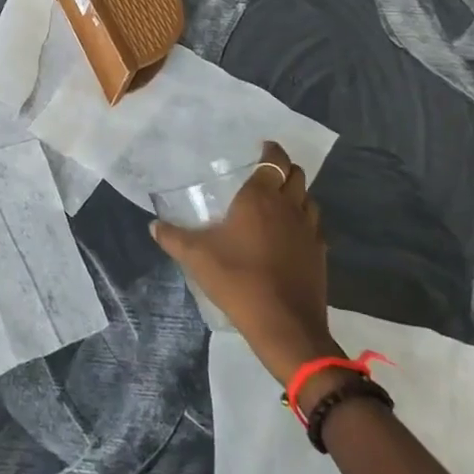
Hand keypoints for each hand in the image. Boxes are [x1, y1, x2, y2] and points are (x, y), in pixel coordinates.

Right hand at [151, 140, 343, 386]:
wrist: (285, 326)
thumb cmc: (238, 280)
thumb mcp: (196, 257)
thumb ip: (172, 237)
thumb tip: (153, 225)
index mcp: (260, 198)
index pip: (274, 160)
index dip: (270, 150)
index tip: (261, 147)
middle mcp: (289, 207)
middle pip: (296, 174)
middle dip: (284, 168)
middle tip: (266, 172)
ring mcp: (309, 231)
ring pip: (309, 199)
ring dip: (296, 193)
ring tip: (278, 201)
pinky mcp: (320, 255)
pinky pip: (315, 226)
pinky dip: (304, 221)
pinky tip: (289, 235)